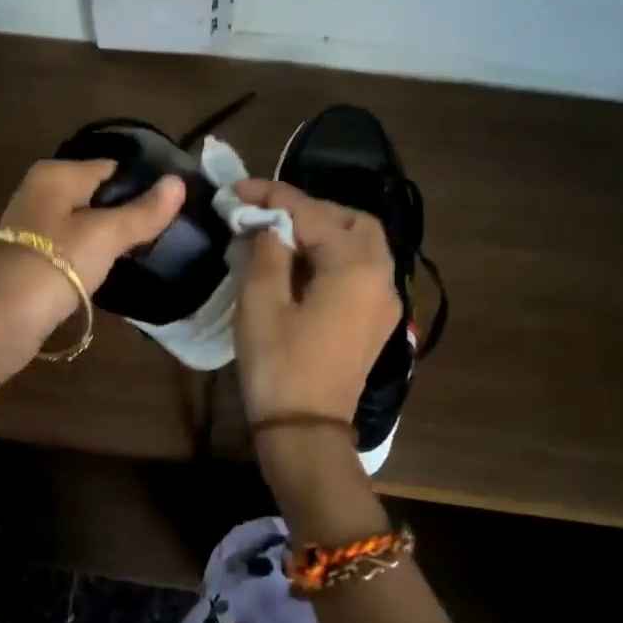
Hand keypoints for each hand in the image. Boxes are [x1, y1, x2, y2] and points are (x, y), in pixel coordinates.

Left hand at [0, 159, 184, 374]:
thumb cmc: (55, 266)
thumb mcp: (106, 236)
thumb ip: (143, 211)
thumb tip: (178, 183)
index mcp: (55, 174)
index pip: (112, 168)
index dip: (144, 186)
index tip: (172, 210)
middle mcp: (39, 190)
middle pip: (98, 194)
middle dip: (127, 213)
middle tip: (162, 236)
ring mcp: (31, 225)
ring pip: (85, 222)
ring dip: (109, 238)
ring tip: (142, 254)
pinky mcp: (30, 256)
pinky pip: (71, 246)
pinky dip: (89, 256)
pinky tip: (108, 272)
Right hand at [232, 178, 399, 428]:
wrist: (306, 432)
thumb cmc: (280, 364)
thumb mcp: (261, 301)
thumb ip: (267, 251)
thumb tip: (270, 226)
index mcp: (354, 267)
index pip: (313, 213)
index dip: (272, 196)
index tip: (237, 189)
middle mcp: (382, 277)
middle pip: (352, 221)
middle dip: (309, 209)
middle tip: (266, 213)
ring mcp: (384, 301)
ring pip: (362, 245)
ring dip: (324, 231)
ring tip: (281, 235)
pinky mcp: (376, 321)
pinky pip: (361, 270)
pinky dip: (334, 255)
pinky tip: (301, 266)